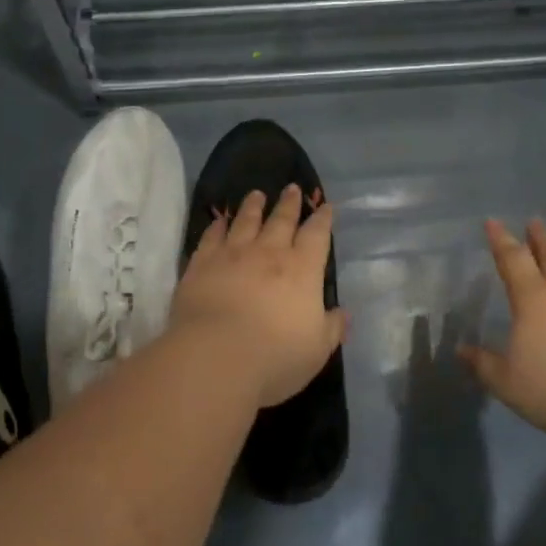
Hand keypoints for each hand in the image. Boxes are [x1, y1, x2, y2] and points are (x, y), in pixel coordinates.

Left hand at [168, 185, 345, 408]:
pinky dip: (217, 226)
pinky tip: (219, 221)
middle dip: (289, 203)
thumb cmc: (275, 357)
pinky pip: (211, 237)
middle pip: (281, 220)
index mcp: (303, 270)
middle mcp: (269, 253)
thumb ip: (332, 328)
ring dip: (253, 206)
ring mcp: (233, 255)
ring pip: (245, 221)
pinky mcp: (202, 264)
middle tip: (291, 188)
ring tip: (256, 194)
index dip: (322, 219)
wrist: (215, 358)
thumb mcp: (317, 350)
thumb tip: (344, 314)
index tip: (325, 206)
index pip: (317, 235)